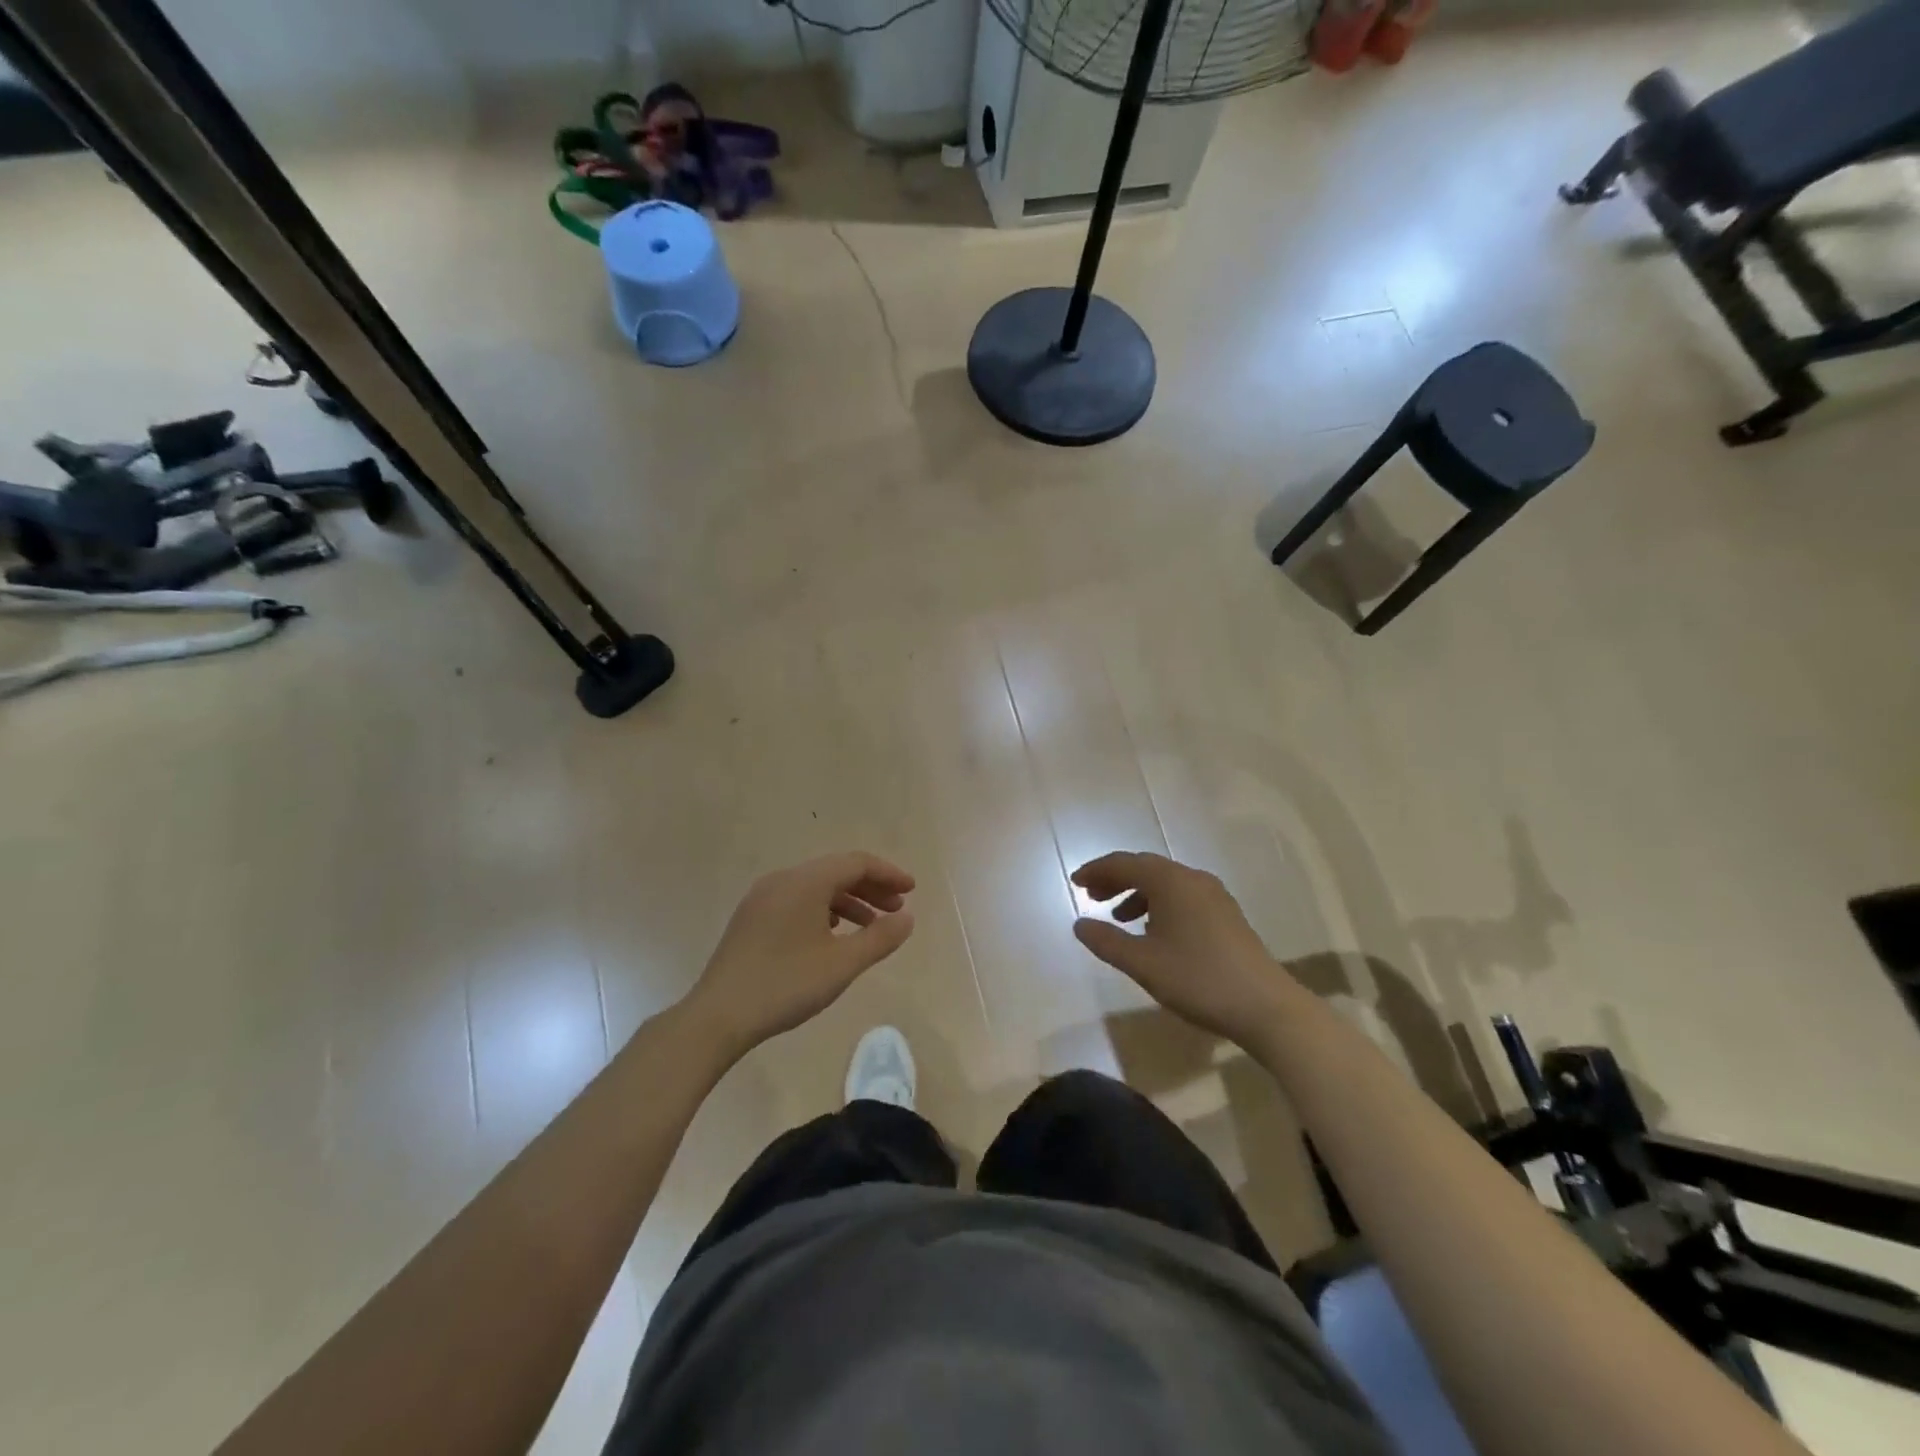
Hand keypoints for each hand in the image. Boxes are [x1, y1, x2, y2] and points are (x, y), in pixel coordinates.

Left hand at [683, 852, 915, 1055]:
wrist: (717, 1016)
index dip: (888, 874)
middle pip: (836, 871)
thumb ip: (880, 938)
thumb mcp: (842, 964)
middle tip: (896, 911)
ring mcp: (762, 898)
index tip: (911, 891)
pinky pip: (797, 900)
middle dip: (871, 888)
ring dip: (849, 901)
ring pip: (816, 887)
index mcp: (805, 881)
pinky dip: (824, 911)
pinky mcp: (751, 918)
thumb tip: (907, 918)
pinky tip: (833, 936)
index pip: (856, 863)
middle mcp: (783, 879)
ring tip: (870, 928)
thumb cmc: (785, 985)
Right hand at [1071, 852, 1287, 1043]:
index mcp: (1171, 882)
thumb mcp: (1143, 963)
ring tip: (1118, 918)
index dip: (1096, 871)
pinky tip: (1153, 932)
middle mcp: (1193, 879)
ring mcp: (1214, 896)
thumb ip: (1106, 941)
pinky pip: (1183, 897)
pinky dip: (1159, 905)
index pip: (1125, 863)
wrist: (1266, 1007)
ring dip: (1137, 894)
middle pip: (1146, 868)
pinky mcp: (1226, 915)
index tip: (1075, 883)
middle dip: (1115, 880)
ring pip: (1166, 883)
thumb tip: (1079, 924)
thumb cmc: (1198, 979)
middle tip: (1091, 898)